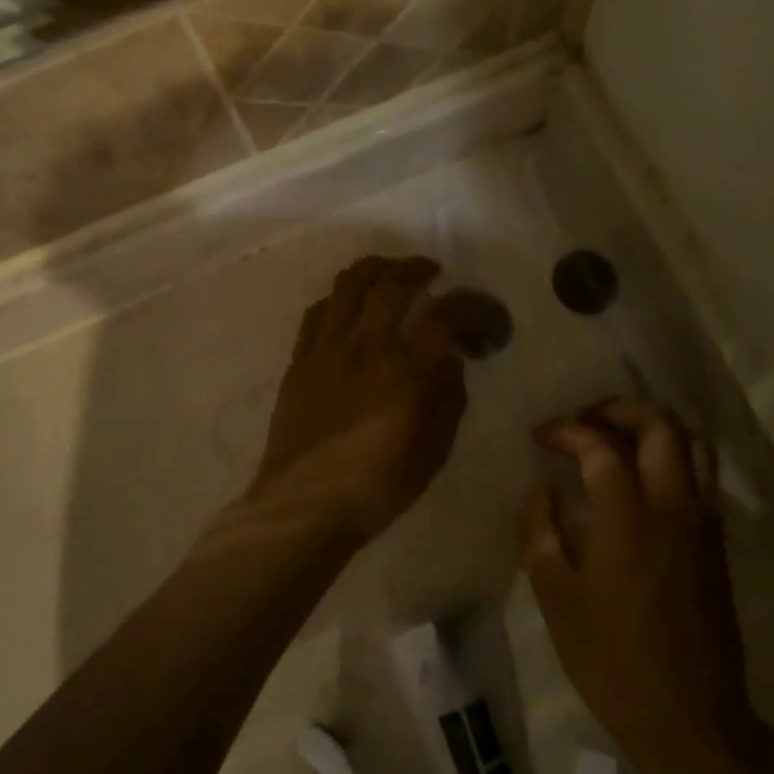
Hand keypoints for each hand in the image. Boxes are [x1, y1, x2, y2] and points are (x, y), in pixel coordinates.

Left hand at [250, 256, 468, 544]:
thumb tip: (451, 361)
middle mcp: (366, 345)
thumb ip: (448, 399)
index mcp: (405, 370)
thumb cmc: (377, 487)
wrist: (304, 505)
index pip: (442, 317)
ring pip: (348, 285)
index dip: (464, 306)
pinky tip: (346, 302)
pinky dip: (337, 297)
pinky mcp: (300, 359)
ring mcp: (327, 348)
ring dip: (373, 268)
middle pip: (391, 284)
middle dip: (416, 268)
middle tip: (430, 270)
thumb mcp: (432, 451)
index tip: (472, 309)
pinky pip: (317, 311)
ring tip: (388, 270)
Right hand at [521, 400, 753, 755]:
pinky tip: (639, 482)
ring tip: (613, 439)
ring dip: (649, 429)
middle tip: (585, 418)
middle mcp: (673, 505)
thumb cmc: (612, 658)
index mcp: (628, 514)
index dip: (567, 430)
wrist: (692, 722)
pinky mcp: (716, 545)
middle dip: (619, 409)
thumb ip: (540, 529)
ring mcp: (702, 523)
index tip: (540, 436)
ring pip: (688, 446)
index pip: (599, 444)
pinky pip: (697, 477)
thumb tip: (541, 488)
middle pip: (659, 425)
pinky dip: (668, 459)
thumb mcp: (555, 595)